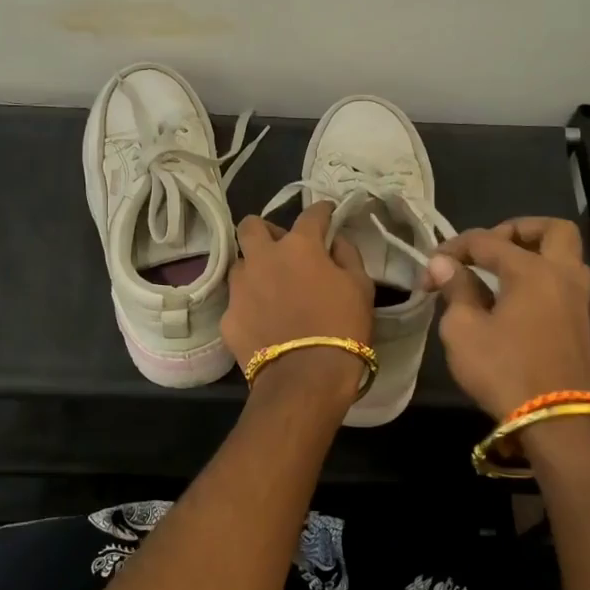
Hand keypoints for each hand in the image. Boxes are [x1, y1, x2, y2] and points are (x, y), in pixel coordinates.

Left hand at [225, 202, 375, 402]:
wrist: (305, 378)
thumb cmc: (342, 327)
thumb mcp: (361, 287)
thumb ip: (348, 255)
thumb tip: (335, 241)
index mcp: (299, 246)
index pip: (310, 214)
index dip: (322, 212)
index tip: (328, 215)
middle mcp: (262, 257)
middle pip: (252, 226)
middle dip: (266, 231)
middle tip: (283, 249)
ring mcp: (240, 287)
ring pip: (241, 264)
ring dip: (255, 269)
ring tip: (271, 289)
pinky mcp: (227, 316)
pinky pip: (238, 301)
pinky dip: (250, 306)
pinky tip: (263, 322)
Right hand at [424, 216, 589, 420]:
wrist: (556, 422)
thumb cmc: (504, 370)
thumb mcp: (463, 329)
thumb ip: (456, 289)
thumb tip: (444, 264)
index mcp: (532, 270)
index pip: (487, 240)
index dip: (454, 248)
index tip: (431, 268)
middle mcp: (562, 275)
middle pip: (552, 230)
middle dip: (518, 230)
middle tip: (489, 248)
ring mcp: (578, 300)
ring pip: (564, 256)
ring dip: (533, 253)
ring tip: (498, 272)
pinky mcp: (581, 324)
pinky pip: (562, 281)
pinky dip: (540, 277)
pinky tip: (512, 298)